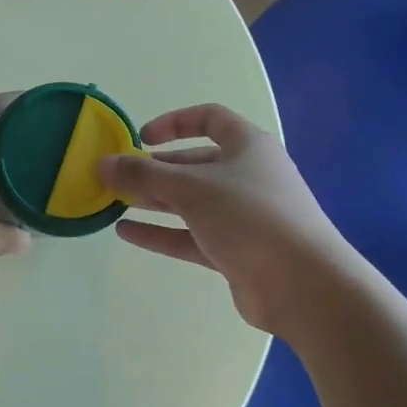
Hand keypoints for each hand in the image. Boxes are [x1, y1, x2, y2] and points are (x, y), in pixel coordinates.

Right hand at [100, 104, 346, 333]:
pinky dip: (161, 232)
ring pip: (191, 202)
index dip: (174, 122)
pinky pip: (192, 236)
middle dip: (155, 169)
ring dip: (154, 200)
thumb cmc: (250, 217)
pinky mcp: (237, 252)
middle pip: (194, 164)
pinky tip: (126, 233)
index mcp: (247, 146)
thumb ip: (142, 174)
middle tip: (117, 176)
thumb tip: (101, 163)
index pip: (209, 119)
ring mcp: (244, 216)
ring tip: (113, 202)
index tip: (140, 137)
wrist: (305, 287)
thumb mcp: (190, 188)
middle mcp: (247, 176)